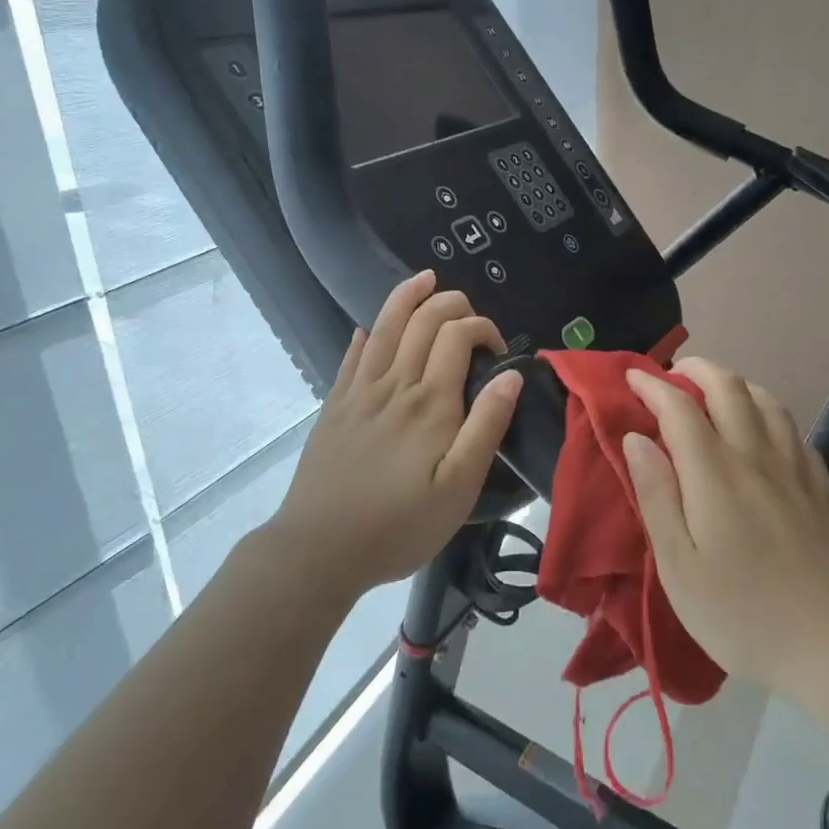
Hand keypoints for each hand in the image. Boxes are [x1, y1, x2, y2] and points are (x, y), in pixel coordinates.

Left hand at [269, 270, 521, 594]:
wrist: (318, 550)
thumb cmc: (399, 525)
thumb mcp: (459, 488)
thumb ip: (486, 427)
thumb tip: (511, 377)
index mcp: (430, 402)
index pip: (457, 335)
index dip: (482, 327)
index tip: (498, 350)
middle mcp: (394, 384)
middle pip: (421, 320)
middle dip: (450, 303)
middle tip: (469, 313)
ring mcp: (358, 392)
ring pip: (384, 326)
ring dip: (406, 297)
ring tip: (424, 279)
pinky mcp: (334, 406)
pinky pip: (350, 356)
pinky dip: (364, 335)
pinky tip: (367, 330)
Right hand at [623, 358, 828, 705]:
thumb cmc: (742, 614)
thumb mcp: (679, 567)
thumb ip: (656, 496)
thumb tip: (636, 439)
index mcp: (714, 474)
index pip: (679, 408)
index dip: (652, 386)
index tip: (630, 377)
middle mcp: (755, 457)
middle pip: (728, 389)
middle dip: (697, 369)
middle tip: (672, 374)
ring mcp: (794, 471)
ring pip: (766, 402)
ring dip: (736, 384)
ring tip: (715, 392)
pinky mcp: (820, 491)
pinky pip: (794, 431)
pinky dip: (769, 414)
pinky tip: (764, 432)